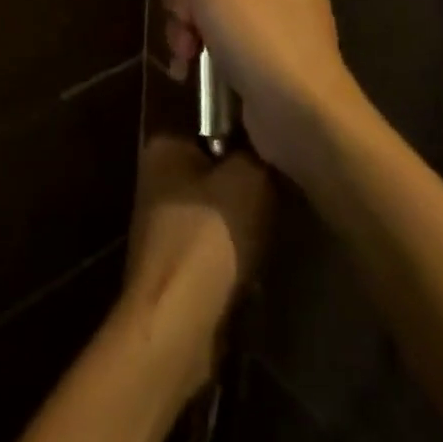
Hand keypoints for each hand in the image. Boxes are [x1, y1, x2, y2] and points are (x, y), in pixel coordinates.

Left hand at [119, 136, 269, 404]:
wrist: (178, 323)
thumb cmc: (209, 235)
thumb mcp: (249, 178)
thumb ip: (259, 152)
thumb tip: (267, 142)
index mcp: (164, 144)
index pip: (211, 119)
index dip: (247, 128)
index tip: (278, 139)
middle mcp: (157, 176)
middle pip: (217, 163)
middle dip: (249, 176)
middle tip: (285, 182)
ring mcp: (164, 220)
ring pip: (220, 204)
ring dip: (246, 216)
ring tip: (279, 218)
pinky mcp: (176, 261)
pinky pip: (216, 240)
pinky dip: (237, 247)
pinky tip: (260, 253)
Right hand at [139, 0, 364, 177]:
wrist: (305, 119)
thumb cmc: (259, 33)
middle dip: (187, 0)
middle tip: (189, 22)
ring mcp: (278, 12)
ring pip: (209, 2)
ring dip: (188, 26)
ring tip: (187, 53)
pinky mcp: (269, 48)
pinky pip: (223, 31)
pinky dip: (204, 46)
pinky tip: (189, 68)